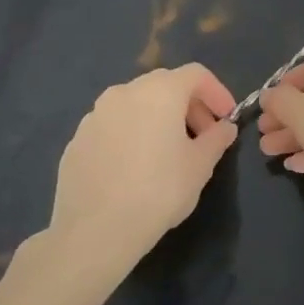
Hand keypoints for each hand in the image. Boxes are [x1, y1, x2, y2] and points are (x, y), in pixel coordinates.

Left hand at [34, 64, 238, 294]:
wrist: (96, 230)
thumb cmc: (159, 191)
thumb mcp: (200, 166)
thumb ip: (216, 139)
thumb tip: (224, 128)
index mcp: (159, 92)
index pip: (196, 74)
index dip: (217, 92)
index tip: (226, 118)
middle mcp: (124, 92)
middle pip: (165, 85)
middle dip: (189, 105)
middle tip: (202, 135)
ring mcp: (95, 115)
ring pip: (136, 104)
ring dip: (158, 118)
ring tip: (168, 151)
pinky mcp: (77, 140)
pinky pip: (113, 126)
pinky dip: (131, 134)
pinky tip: (136, 167)